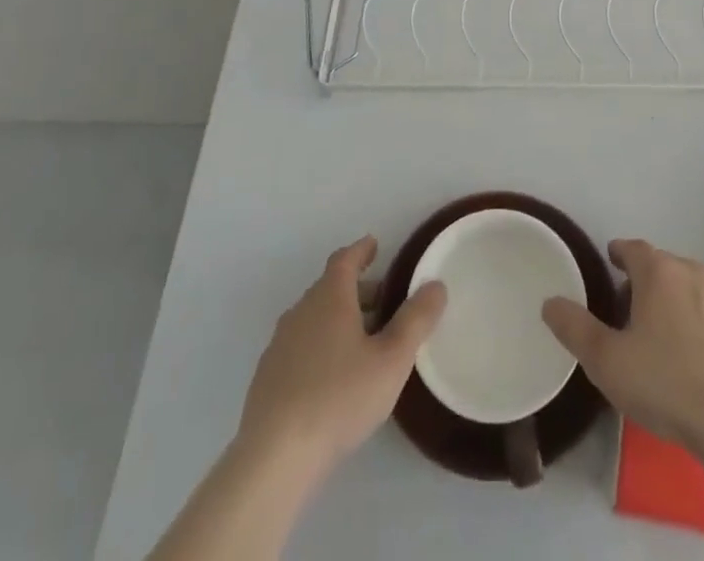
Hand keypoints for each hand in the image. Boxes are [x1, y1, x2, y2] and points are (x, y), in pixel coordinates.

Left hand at [237, 236, 446, 478]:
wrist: (274, 457)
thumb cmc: (340, 397)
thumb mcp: (392, 359)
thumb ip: (416, 319)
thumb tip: (435, 284)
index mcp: (330, 296)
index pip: (345, 259)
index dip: (362, 250)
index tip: (375, 246)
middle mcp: (301, 310)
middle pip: (330, 288)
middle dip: (357, 289)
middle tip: (383, 301)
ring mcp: (280, 344)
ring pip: (314, 317)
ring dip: (338, 319)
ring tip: (363, 341)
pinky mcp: (267, 378)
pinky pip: (300, 346)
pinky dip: (320, 345)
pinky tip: (332, 376)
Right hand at [542, 239, 703, 455]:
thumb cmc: (667, 383)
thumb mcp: (607, 361)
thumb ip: (575, 328)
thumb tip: (549, 302)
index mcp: (659, 272)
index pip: (633, 248)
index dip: (619, 253)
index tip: (610, 262)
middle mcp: (693, 273)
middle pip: (662, 266)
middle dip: (644, 281)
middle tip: (627, 309)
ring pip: (689, 287)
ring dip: (673, 300)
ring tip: (659, 333)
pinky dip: (698, 322)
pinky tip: (694, 355)